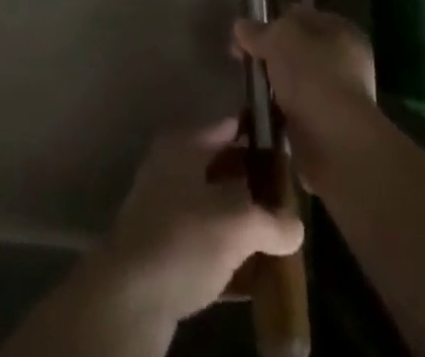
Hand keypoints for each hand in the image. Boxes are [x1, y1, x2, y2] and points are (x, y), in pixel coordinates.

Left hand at [92, 117, 303, 325]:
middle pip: (222, 168)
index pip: (229, 127)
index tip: (289, 150)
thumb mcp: (237, 224)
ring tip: (278, 237)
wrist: (128, 298)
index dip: (259, 136)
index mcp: (184, 144)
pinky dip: (227, 252)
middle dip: (254, 185)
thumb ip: (272, 220)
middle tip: (290, 200)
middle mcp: (171, 167)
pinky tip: (253, 273)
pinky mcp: (162, 250)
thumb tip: (295, 226)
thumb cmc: (183, 239)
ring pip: (214, 208)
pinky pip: (204, 243)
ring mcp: (163, 209)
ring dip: (242, 223)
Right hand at [234, 6, 379, 196]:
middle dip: (271, 58)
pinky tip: (257, 117)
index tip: (247, 34)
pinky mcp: (326, 131)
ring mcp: (337, 99)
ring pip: (295, 85)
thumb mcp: (279, 39)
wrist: (336, 144)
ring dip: (272, 89)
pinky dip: (277, 116)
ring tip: (246, 92)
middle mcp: (345, 62)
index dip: (274, 21)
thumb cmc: (312, 76)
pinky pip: (294, 115)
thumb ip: (259, 31)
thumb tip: (241, 26)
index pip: (302, 17)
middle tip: (243, 63)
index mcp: (342, 31)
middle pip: (298, 52)